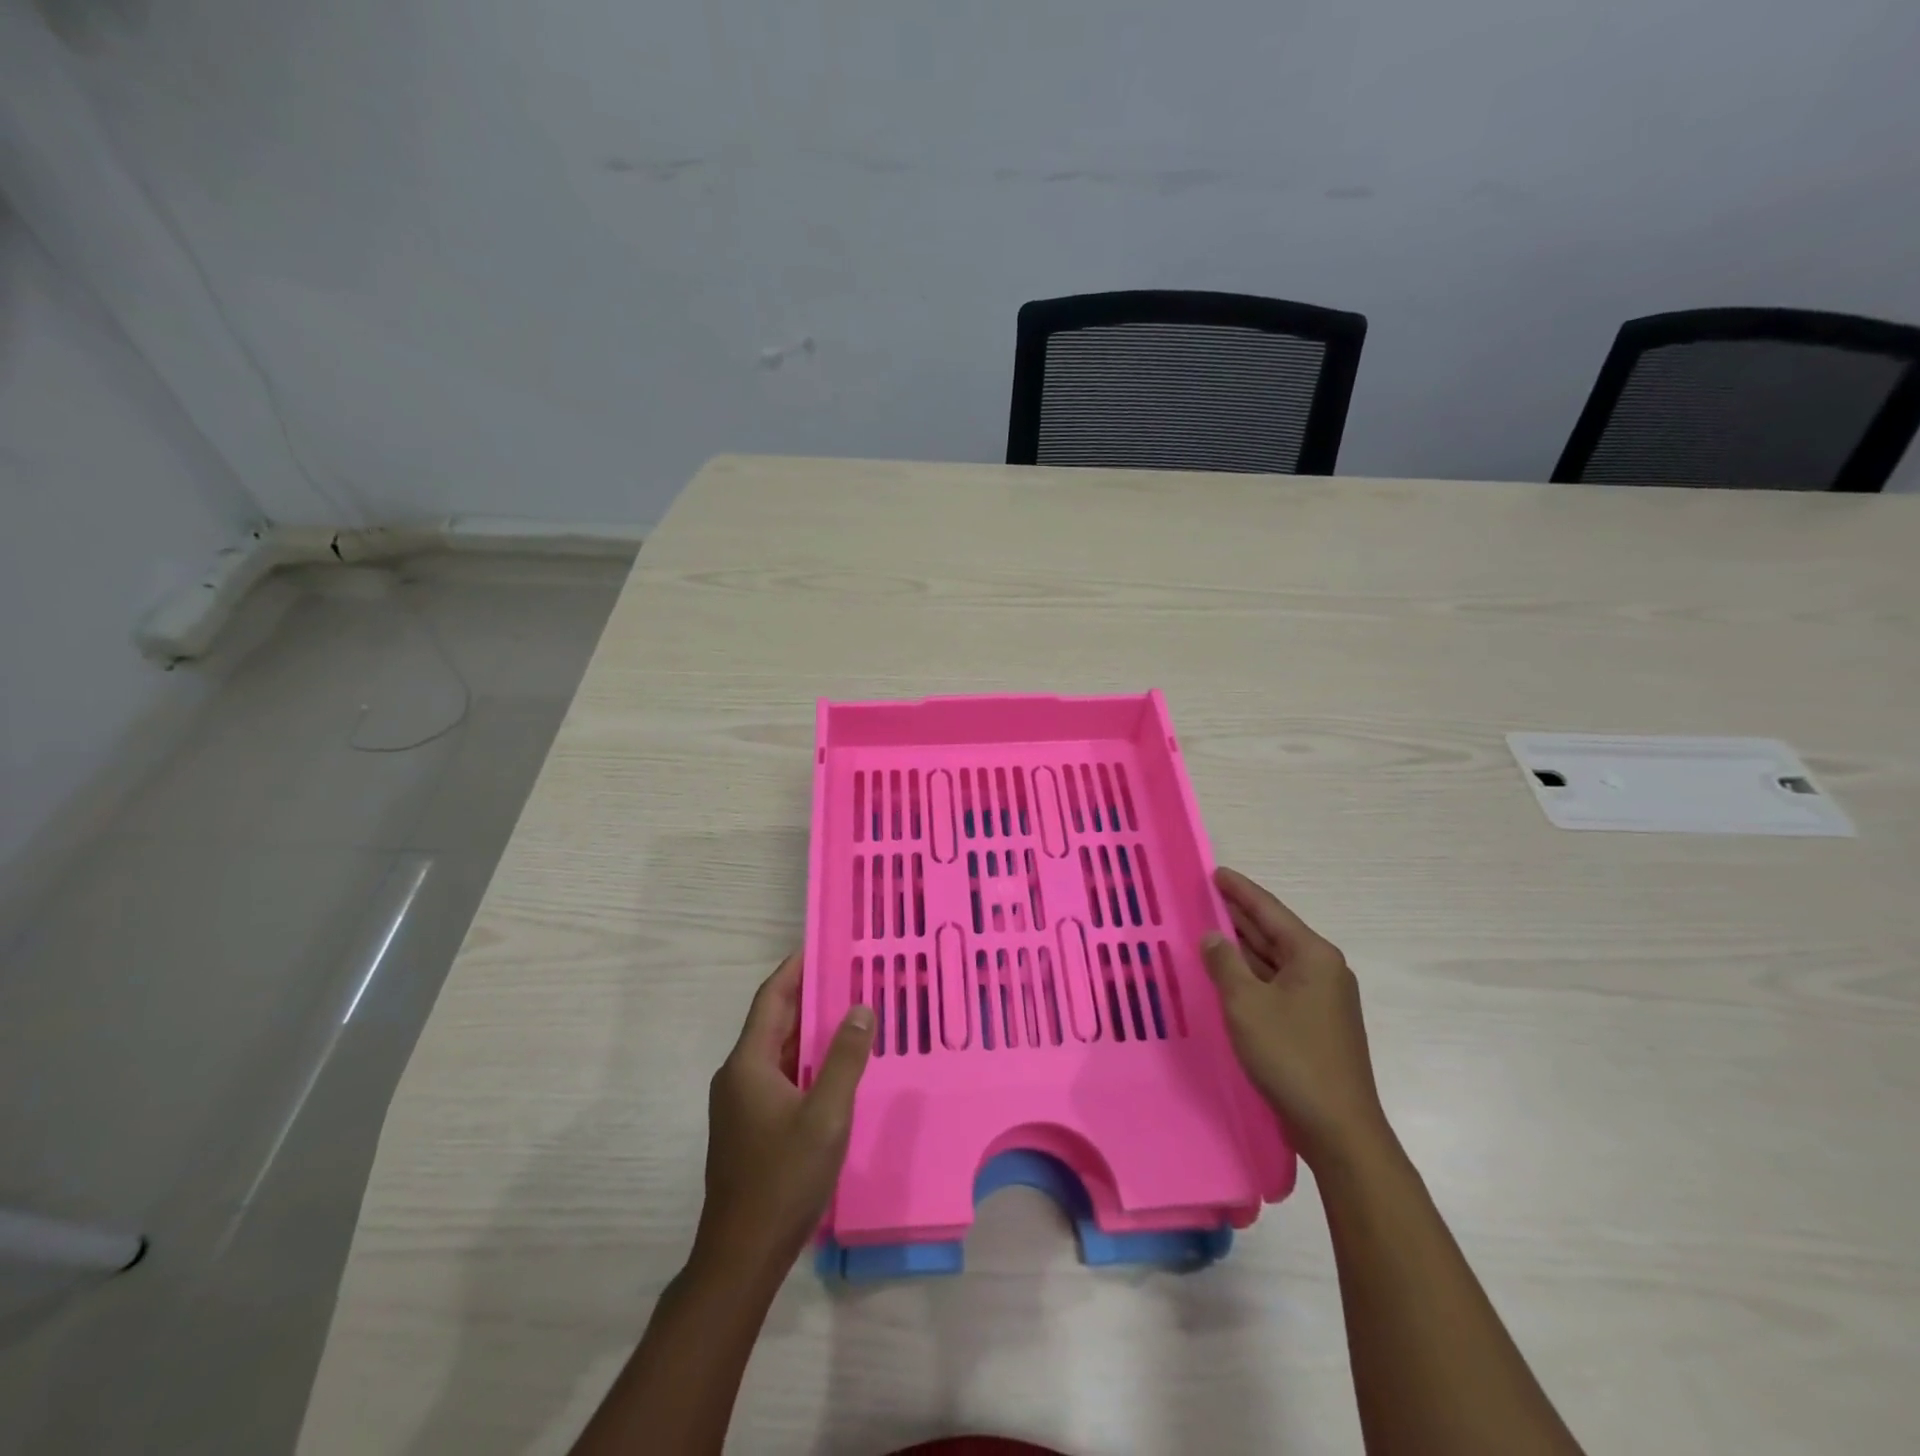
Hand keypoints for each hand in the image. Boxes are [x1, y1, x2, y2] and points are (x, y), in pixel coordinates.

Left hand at [694, 954, 874, 1279]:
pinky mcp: (749, 1127)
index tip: (822, 945)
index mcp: (748, 1064)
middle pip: (773, 1022)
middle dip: (807, 996)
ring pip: (777, 1051)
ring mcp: (741, 1104)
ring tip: (848, 1012)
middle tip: (847, 974)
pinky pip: (779, 1076)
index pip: (772, 999)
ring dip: (808, 1030)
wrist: (742, 1256)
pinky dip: (805, 1060)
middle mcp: (738, 1076)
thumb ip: (844, 1059)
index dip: (795, 969)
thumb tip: (860, 1009)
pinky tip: (833, 1067)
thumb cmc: (783, 1179)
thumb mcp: (826, 1116)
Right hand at [1202, 867, 1390, 1170]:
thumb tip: (1213, 936)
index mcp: (1313, 956)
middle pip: (1275, 932)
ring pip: (1276, 960)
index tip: (1216, 872)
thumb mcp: (1247, 1005)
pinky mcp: (1316, 1024)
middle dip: (1241, 915)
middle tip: (1206, 896)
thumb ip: (1225, 964)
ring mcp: (1322, 999)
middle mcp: (1323, 970)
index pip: (1270, 911)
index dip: (1240, 890)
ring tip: (1211, 929)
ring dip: (1245, 946)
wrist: (1339, 1129)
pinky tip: (1230, 975)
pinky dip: (1252, 975)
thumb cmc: (1291, 1057)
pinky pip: (1278, 984)